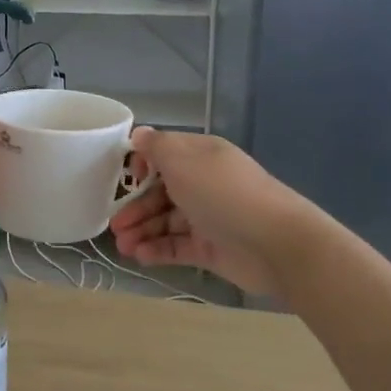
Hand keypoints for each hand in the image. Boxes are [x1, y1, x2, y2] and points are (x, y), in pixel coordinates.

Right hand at [109, 128, 309, 296]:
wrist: (275, 243)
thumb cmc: (223, 194)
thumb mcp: (183, 161)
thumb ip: (156, 147)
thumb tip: (138, 133)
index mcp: (201, 156)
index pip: (165, 154)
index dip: (143, 164)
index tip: (128, 177)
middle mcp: (204, 183)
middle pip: (161, 192)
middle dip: (136, 206)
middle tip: (115, 225)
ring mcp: (208, 217)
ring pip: (166, 221)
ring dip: (142, 231)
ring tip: (122, 247)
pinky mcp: (211, 248)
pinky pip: (177, 246)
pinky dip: (157, 250)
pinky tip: (139, 256)